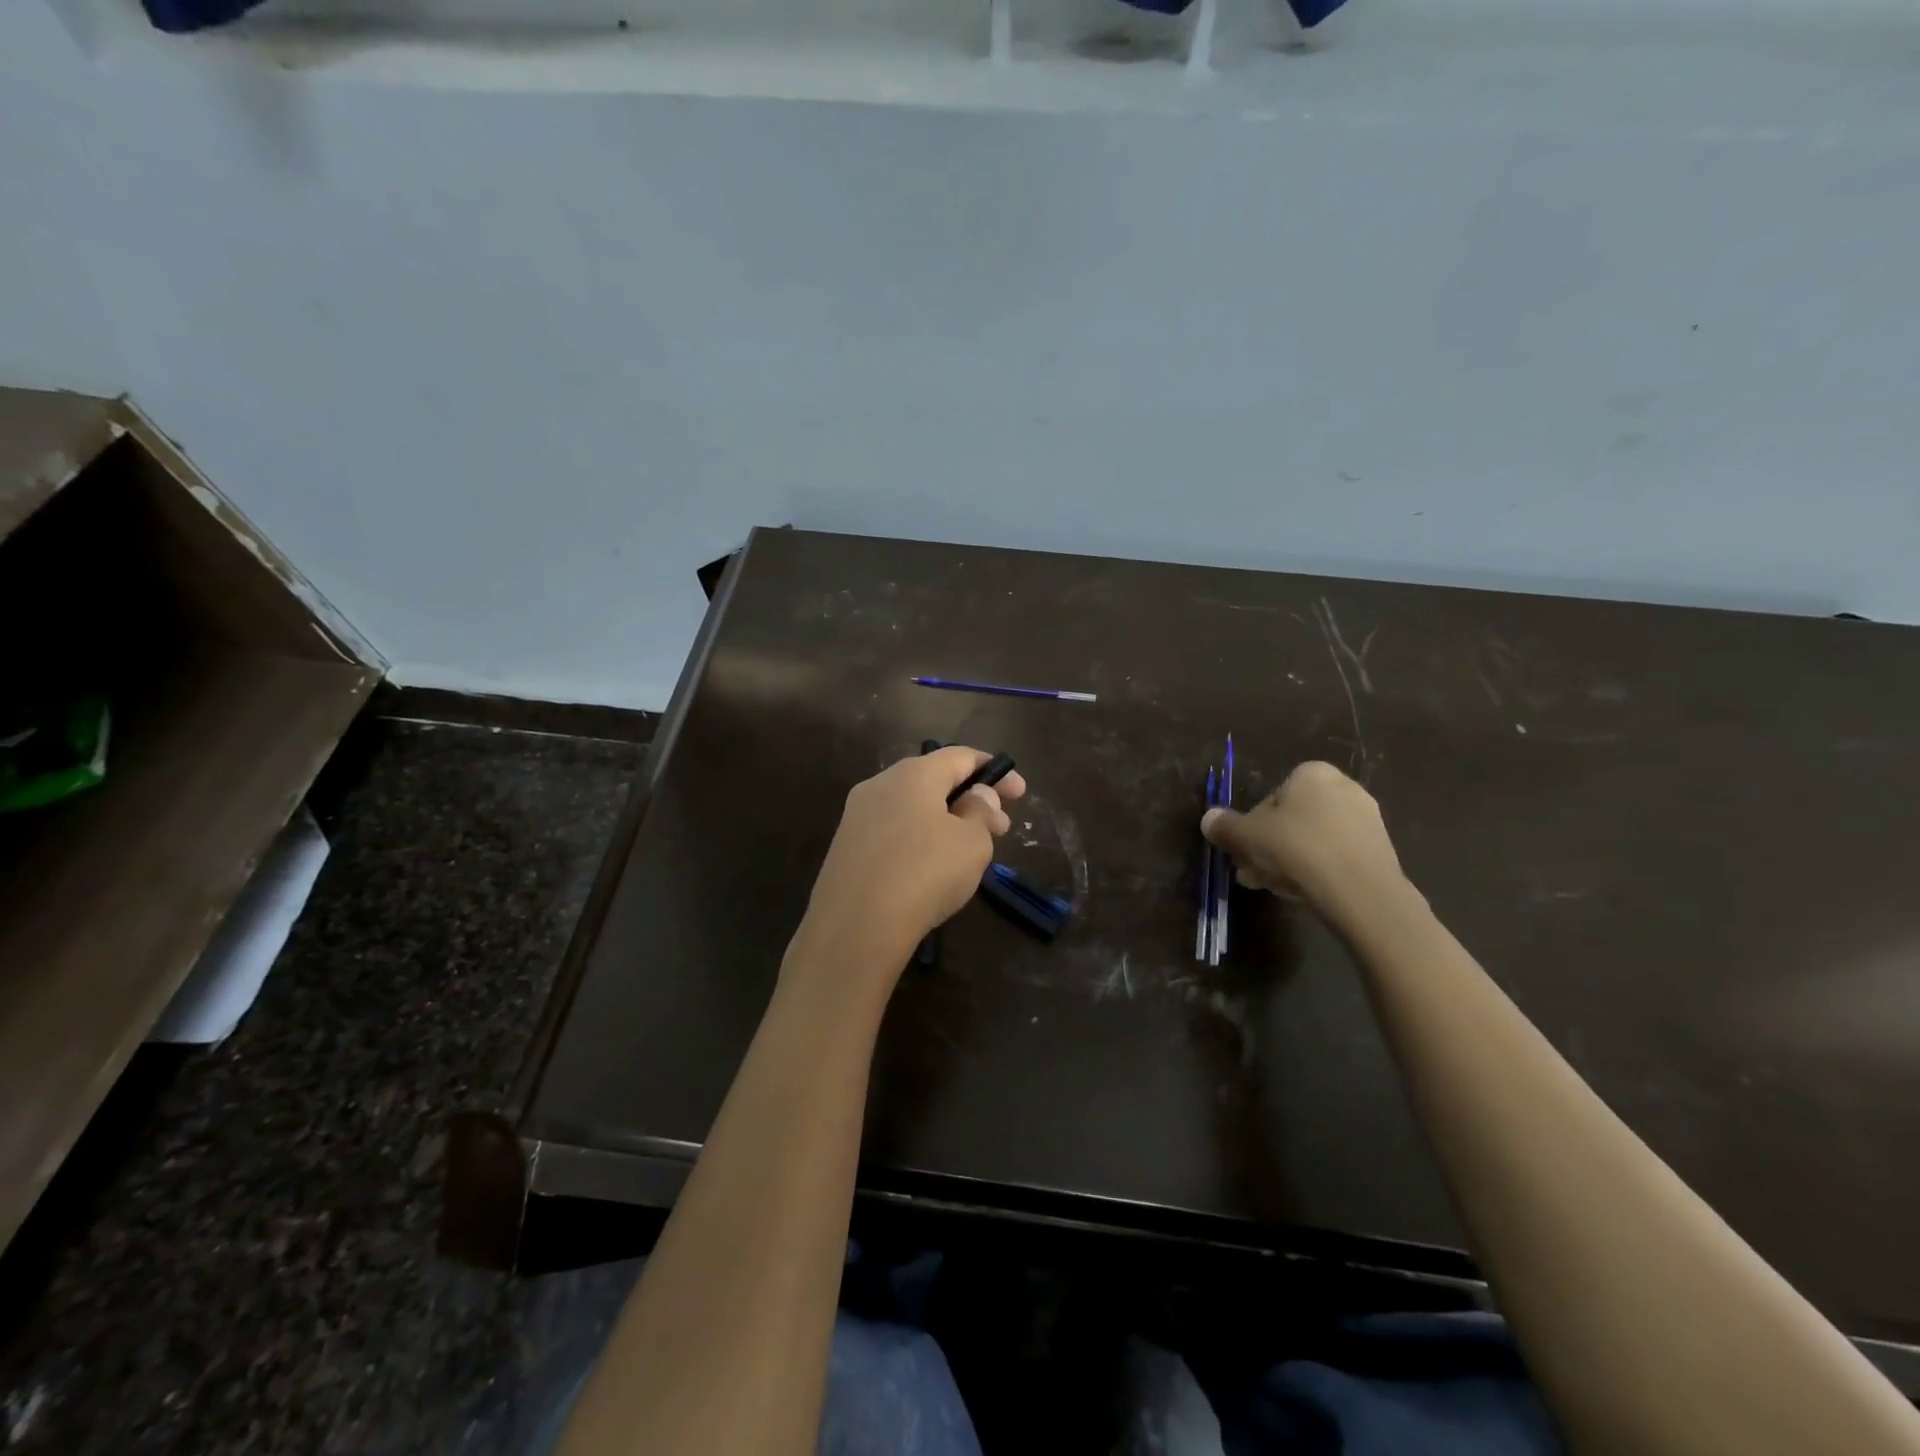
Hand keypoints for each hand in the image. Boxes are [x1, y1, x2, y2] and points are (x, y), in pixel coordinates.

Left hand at [792, 747, 1026, 993]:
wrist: (855, 927)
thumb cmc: (924, 874)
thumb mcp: (972, 842)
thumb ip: (981, 812)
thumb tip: (978, 796)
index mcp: (913, 774)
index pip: (960, 756)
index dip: (994, 770)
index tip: (1018, 791)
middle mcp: (880, 785)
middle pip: (934, 780)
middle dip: (971, 798)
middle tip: (1001, 826)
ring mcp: (857, 817)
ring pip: (912, 808)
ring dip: (946, 821)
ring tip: (970, 850)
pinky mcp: (846, 848)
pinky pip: (892, 833)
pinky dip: (919, 839)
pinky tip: (932, 868)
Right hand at [1201, 760, 1407, 926]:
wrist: (1360, 890)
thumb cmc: (1297, 849)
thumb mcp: (1247, 836)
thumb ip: (1225, 826)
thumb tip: (1208, 819)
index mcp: (1311, 774)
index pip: (1269, 799)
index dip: (1251, 827)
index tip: (1243, 851)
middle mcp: (1343, 787)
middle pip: (1291, 820)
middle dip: (1268, 847)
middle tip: (1252, 873)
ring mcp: (1366, 819)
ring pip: (1312, 840)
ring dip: (1288, 861)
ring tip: (1272, 887)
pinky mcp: (1379, 850)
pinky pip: (1335, 855)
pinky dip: (1317, 869)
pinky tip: (1303, 892)